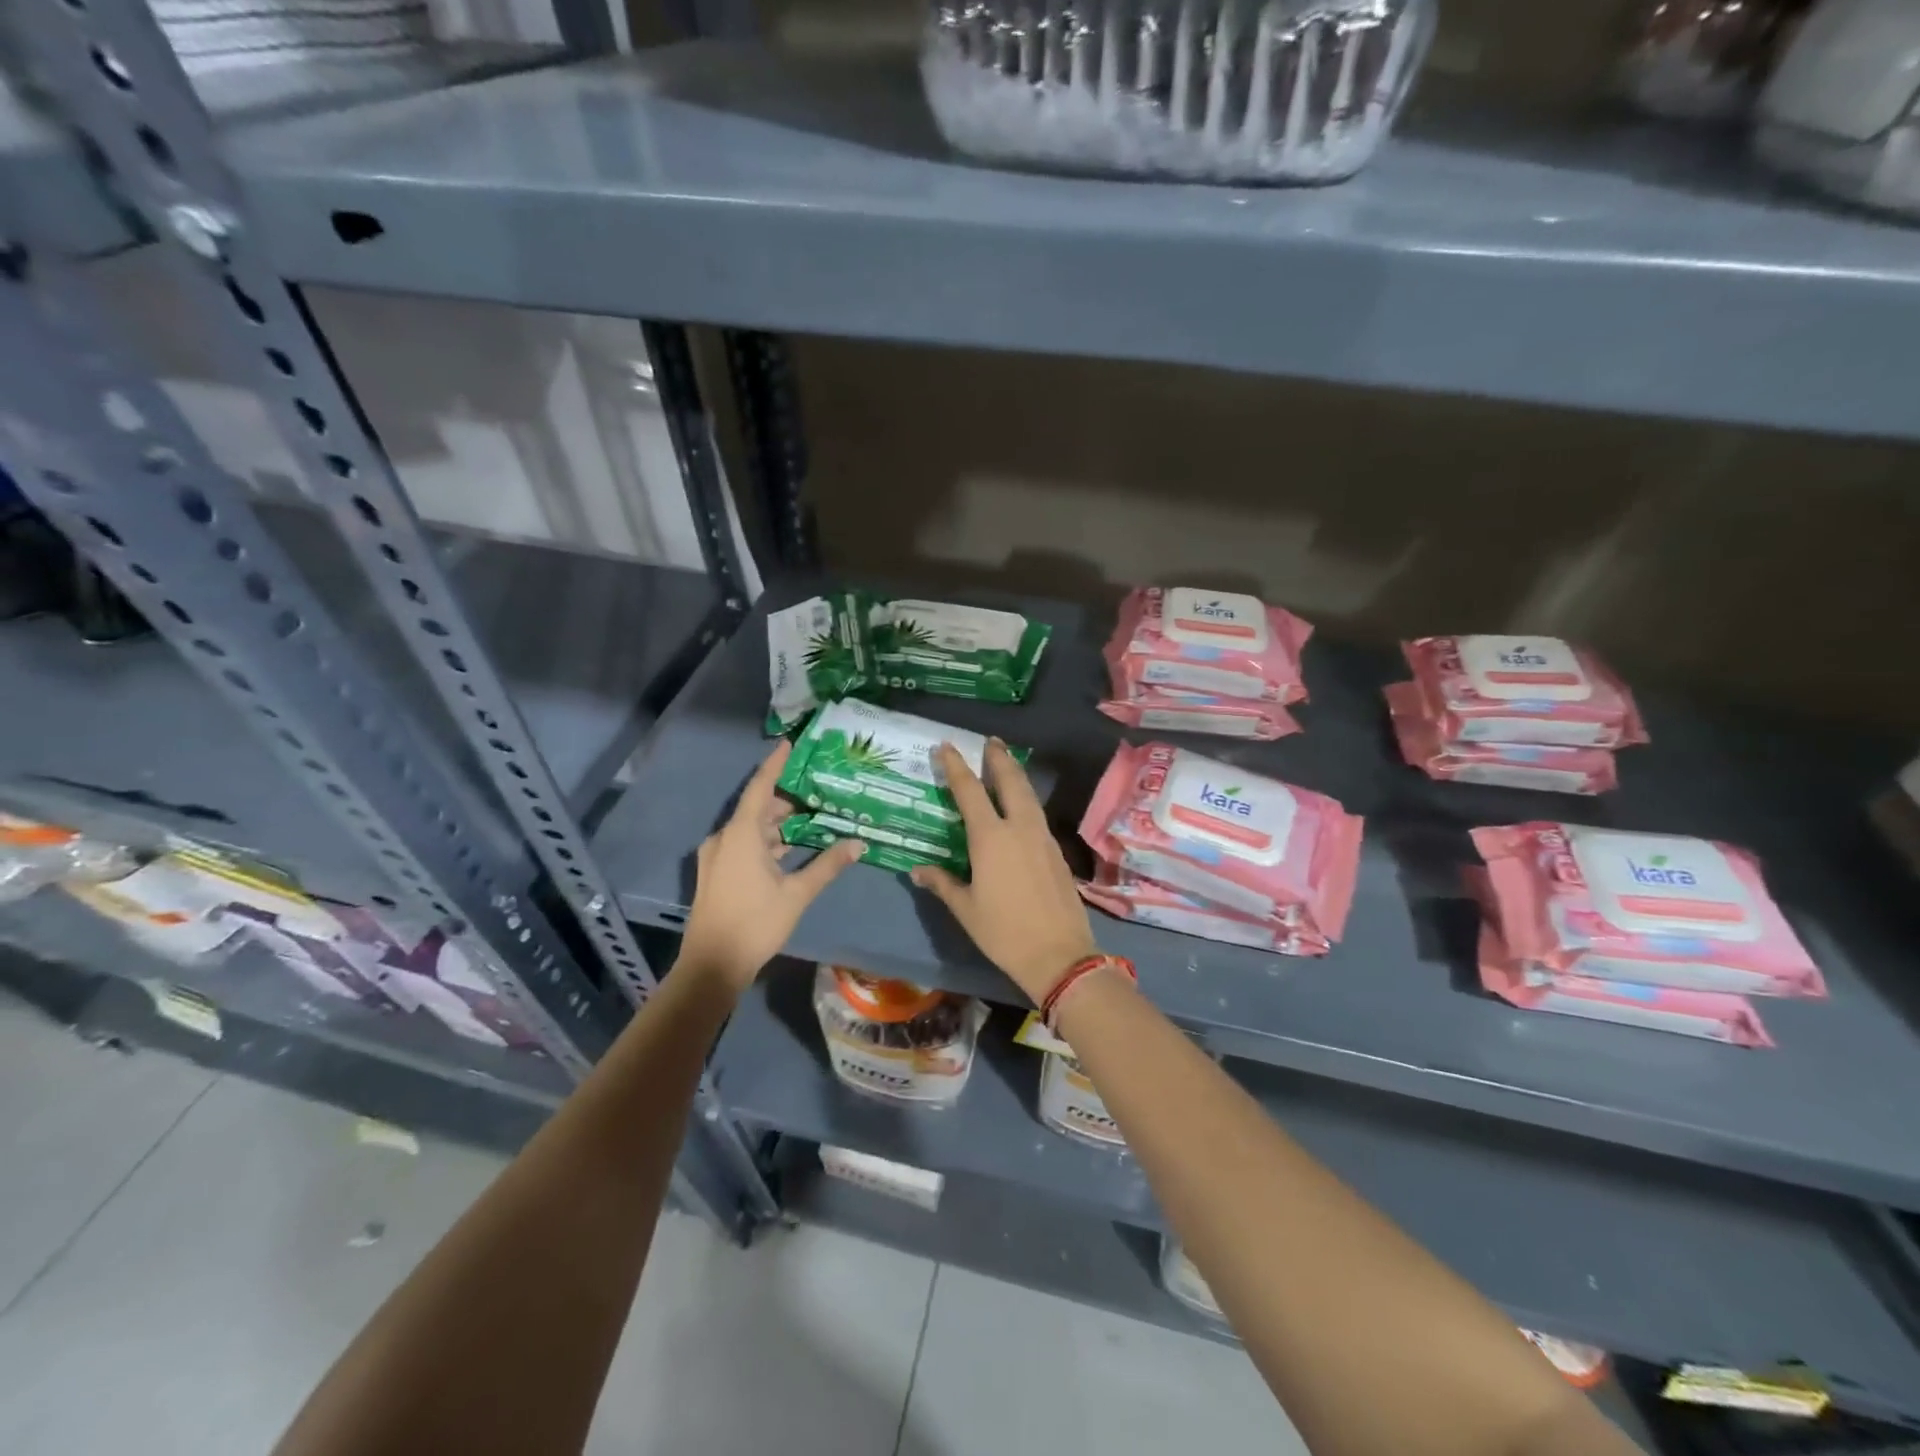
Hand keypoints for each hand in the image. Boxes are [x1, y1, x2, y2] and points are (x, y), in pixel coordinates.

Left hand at [679, 741, 864, 991]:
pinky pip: (743, 845)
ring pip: (751, 829)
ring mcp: (717, 856)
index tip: (790, 744)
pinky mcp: (716, 873)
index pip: (760, 787)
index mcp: (741, 834)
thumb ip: (828, 865)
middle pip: (757, 808)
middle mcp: (725, 838)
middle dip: (785, 800)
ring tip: (810, 819)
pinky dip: (766, 841)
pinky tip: (791, 849)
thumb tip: (858, 843)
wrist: (712, 965)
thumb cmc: (755, 923)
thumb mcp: (797, 893)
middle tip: (817, 792)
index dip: (775, 764)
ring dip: (777, 824)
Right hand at [910, 740, 1098, 1003]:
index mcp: (990, 838)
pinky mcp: (1056, 850)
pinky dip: (1027, 799)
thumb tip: (918, 870)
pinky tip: (1022, 806)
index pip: (969, 791)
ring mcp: (1042, 837)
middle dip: (998, 759)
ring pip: (1028, 795)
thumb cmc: (1004, 932)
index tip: (946, 746)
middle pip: (1009, 782)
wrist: (1059, 954)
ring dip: (1016, 775)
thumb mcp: (965, 909)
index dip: (956, 766)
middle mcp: (1019, 828)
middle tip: (990, 741)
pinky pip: (1038, 814)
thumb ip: (942, 883)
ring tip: (1006, 763)